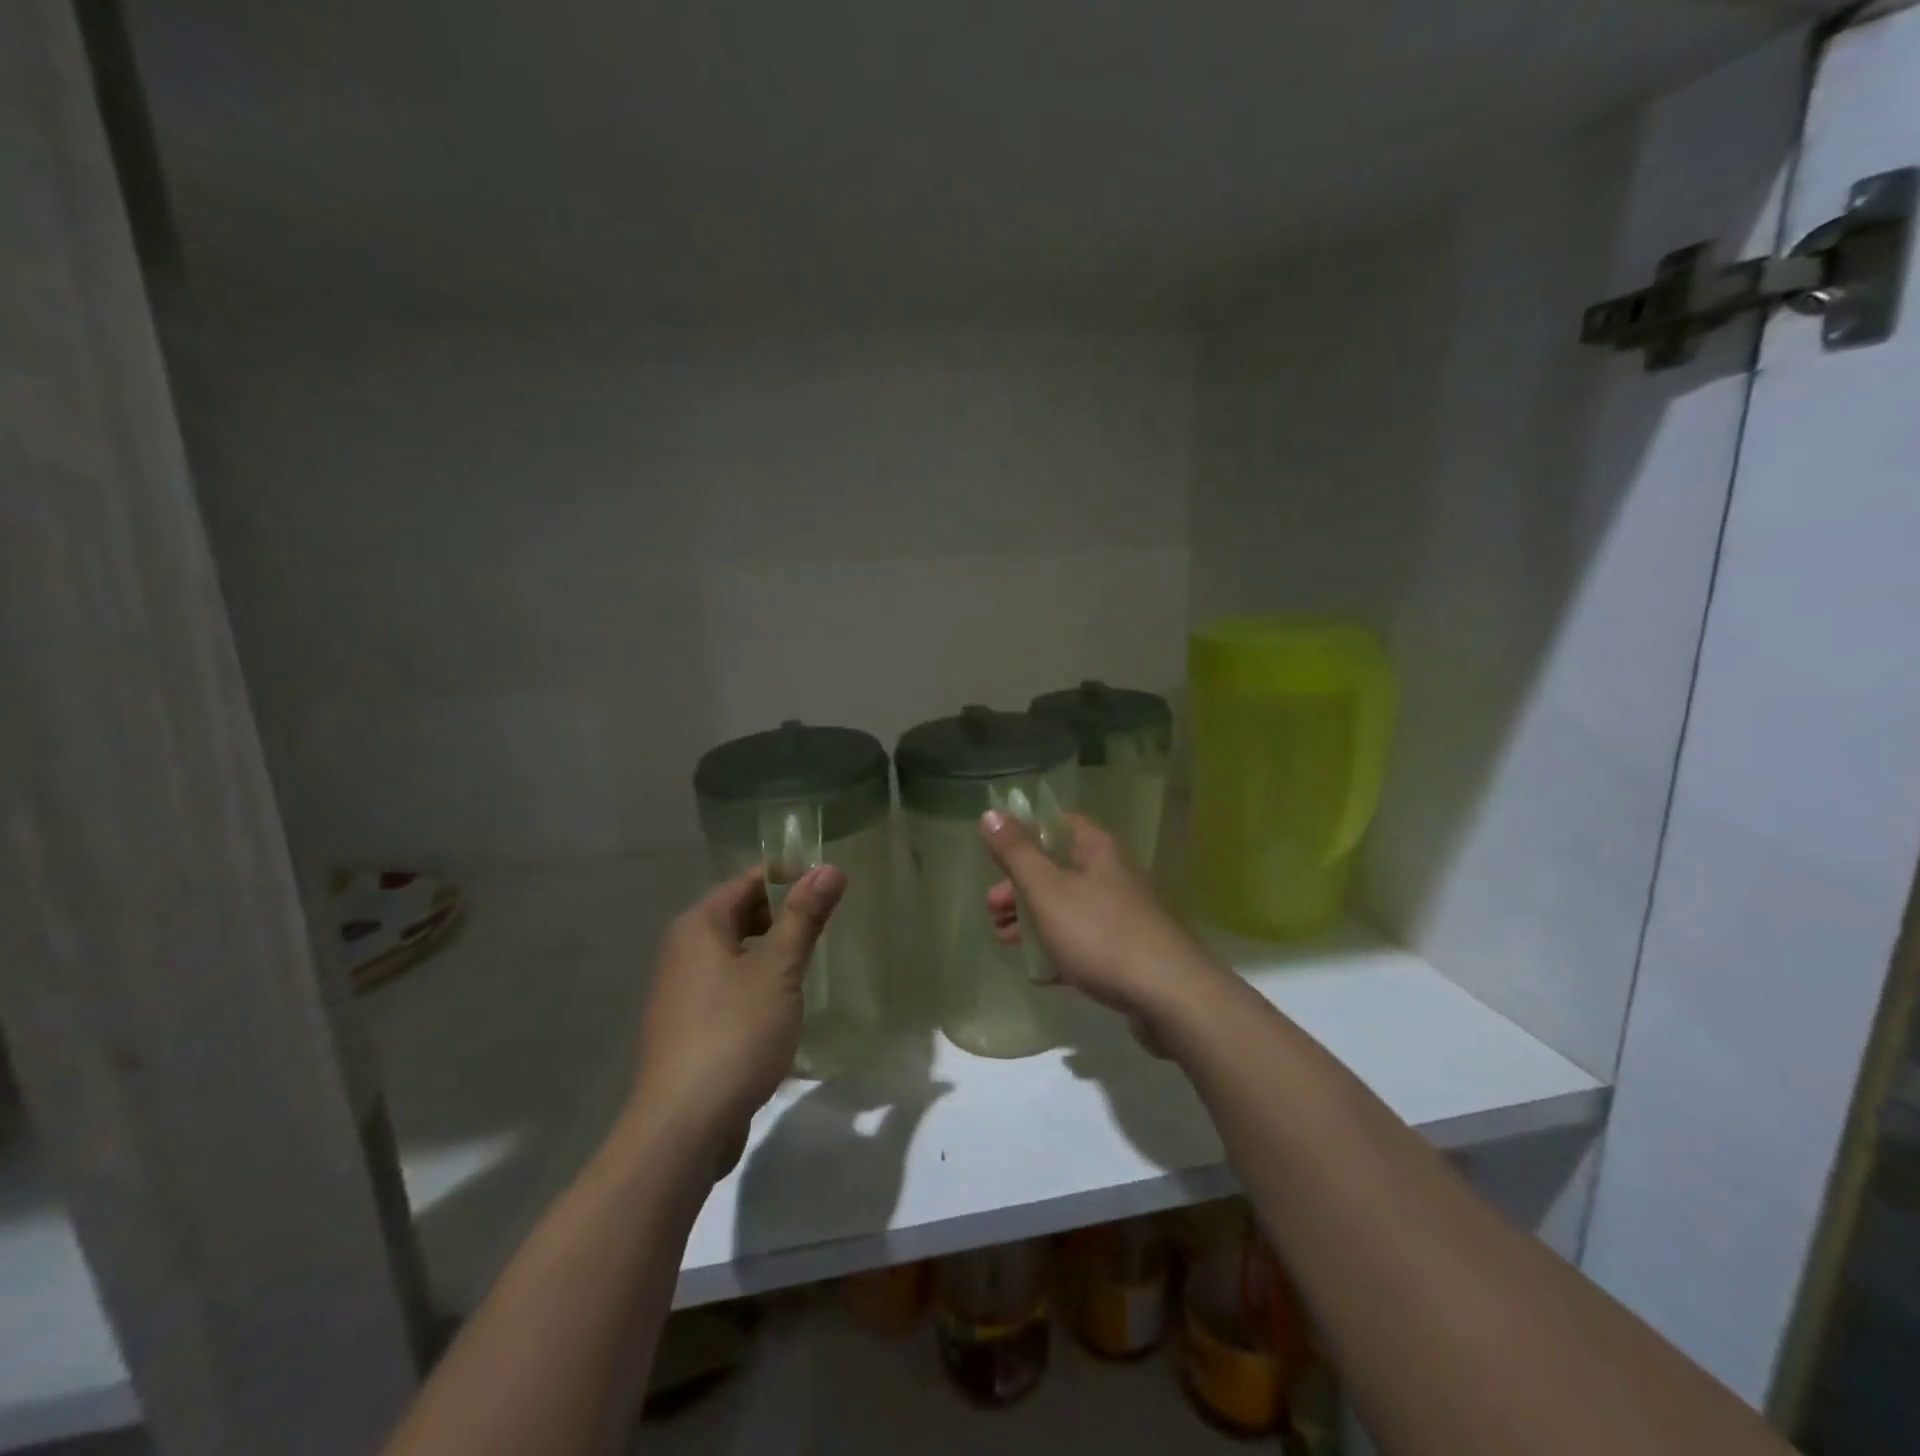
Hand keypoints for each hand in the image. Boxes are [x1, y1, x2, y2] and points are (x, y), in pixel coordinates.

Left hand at [629, 864, 845, 1170]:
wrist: (684, 1126)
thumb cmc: (735, 1033)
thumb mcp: (779, 970)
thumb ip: (804, 917)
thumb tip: (829, 868)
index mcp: (699, 926)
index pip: (749, 882)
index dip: (790, 877)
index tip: (831, 885)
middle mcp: (683, 951)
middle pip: (740, 915)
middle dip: (784, 915)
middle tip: (828, 923)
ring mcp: (682, 992)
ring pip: (736, 954)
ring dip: (773, 953)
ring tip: (813, 960)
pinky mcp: (689, 1028)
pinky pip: (729, 988)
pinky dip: (758, 985)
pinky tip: (785, 1005)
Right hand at [981, 810, 1225, 1048]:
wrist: (1168, 996)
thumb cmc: (1100, 934)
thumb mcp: (1048, 890)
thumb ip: (1016, 854)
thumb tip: (990, 813)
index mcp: (1097, 850)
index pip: (1057, 823)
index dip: (1024, 832)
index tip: (994, 852)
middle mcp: (1111, 875)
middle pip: (1057, 868)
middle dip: (1020, 885)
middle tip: (991, 907)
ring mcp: (1120, 915)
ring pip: (1067, 907)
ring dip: (1033, 919)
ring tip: (1003, 939)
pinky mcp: (1125, 952)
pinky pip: (1083, 943)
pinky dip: (1058, 951)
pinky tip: (1037, 972)